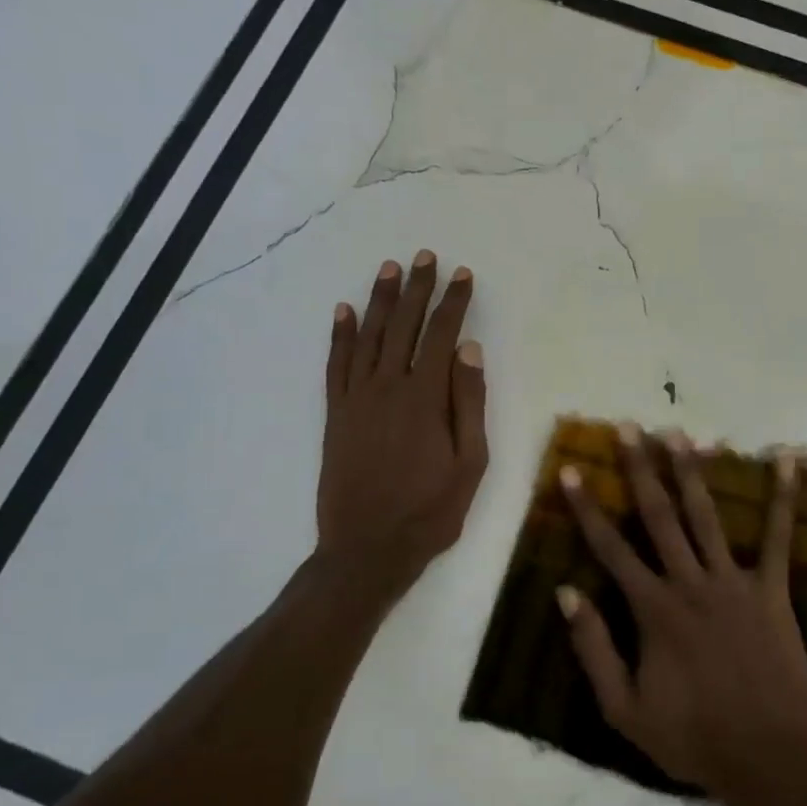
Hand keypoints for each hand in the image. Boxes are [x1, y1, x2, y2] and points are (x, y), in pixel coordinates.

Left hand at [316, 251, 487, 600]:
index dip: (454, 303)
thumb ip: (469, 403)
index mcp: (426, 398)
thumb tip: (469, 350)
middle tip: (424, 257)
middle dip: (417, 289)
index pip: (442, 336)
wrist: (368, 548)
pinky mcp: (336, 414)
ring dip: (379, 301)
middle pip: (403, 326)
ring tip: (389, 269)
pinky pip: (336, 365)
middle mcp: (387, 387)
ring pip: (368, 337)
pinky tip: (343, 311)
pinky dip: (339, 335)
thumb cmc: (430, 511)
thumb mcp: (470, 463)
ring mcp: (356, 399)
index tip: (463, 274)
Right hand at [558, 425, 806, 800]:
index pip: (610, 548)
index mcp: (653, 609)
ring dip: (691, 472)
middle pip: (658, 516)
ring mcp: (734, 581)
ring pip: (707, 516)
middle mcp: (690, 582)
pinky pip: (780, 536)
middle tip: (627, 428)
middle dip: (640, 469)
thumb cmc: (692, 736)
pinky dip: (783, 497)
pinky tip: (787, 460)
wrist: (767, 755)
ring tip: (679, 433)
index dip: (587, 508)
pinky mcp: (772, 589)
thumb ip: (593, 648)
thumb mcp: (623, 709)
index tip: (572, 471)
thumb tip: (566, 592)